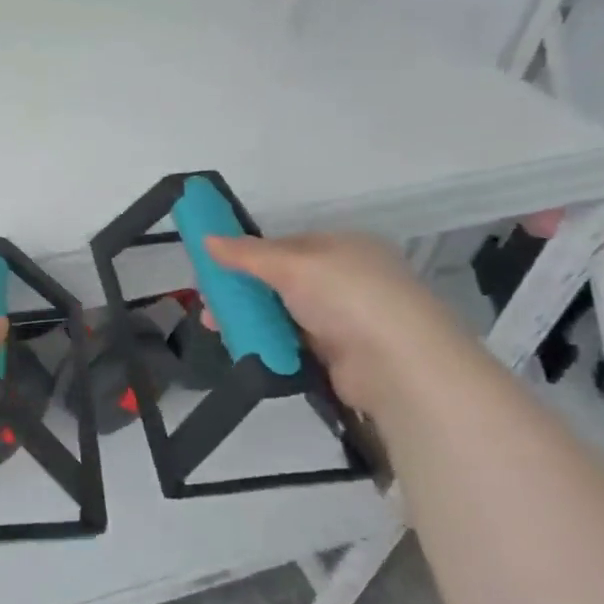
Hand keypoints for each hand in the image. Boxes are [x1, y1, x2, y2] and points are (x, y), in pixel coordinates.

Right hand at [204, 232, 479, 414]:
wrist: (399, 365)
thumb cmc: (347, 297)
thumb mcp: (291, 265)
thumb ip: (247, 254)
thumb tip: (205, 238)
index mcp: (343, 247)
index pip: (285, 245)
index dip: (247, 255)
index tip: (213, 269)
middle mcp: (346, 278)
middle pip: (280, 281)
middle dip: (241, 292)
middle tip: (208, 306)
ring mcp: (345, 318)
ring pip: (283, 313)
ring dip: (250, 319)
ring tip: (216, 329)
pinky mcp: (340, 355)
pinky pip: (292, 342)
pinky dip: (269, 343)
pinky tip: (243, 347)